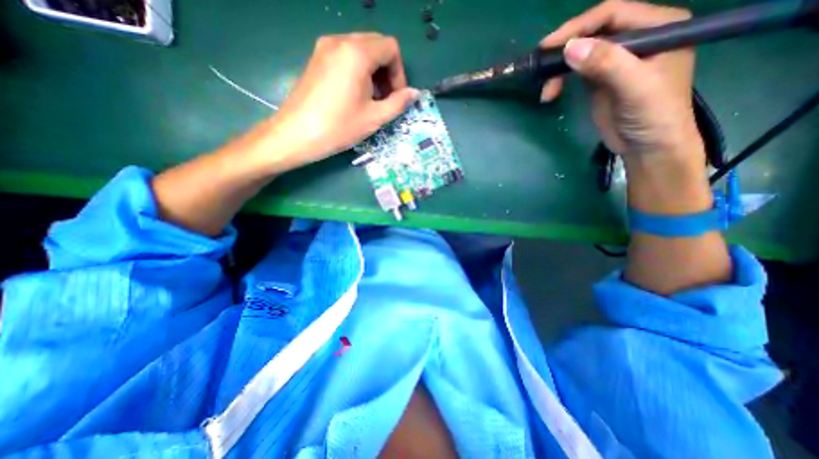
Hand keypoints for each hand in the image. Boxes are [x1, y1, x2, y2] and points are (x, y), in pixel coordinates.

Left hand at [259, 32, 417, 171]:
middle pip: (376, 45)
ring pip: (361, 49)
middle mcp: (340, 41)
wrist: (296, 134)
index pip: (391, 48)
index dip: (399, 73)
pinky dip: (358, 70)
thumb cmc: (339, 127)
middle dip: (387, 71)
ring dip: (373, 72)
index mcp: (357, 53)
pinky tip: (355, 95)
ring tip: (371, 100)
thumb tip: (414, 94)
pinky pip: (345, 55)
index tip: (396, 97)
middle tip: (386, 99)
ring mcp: (325, 47)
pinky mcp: (316, 58)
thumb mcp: (374, 118)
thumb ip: (398, 103)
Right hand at [543, 0, 702, 165]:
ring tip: (547, 91)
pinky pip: (576, 72)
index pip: (612, 14)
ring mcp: (616, 60)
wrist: (647, 147)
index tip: (549, 46)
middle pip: (593, 33)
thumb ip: (606, 64)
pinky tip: (551, 93)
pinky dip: (561, 80)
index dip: (579, 26)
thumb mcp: (634, 87)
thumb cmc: (653, 115)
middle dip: (565, 51)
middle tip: (542, 70)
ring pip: (581, 53)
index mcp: (657, 27)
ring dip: (559, 70)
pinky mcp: (600, 81)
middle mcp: (636, 38)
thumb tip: (570, 48)